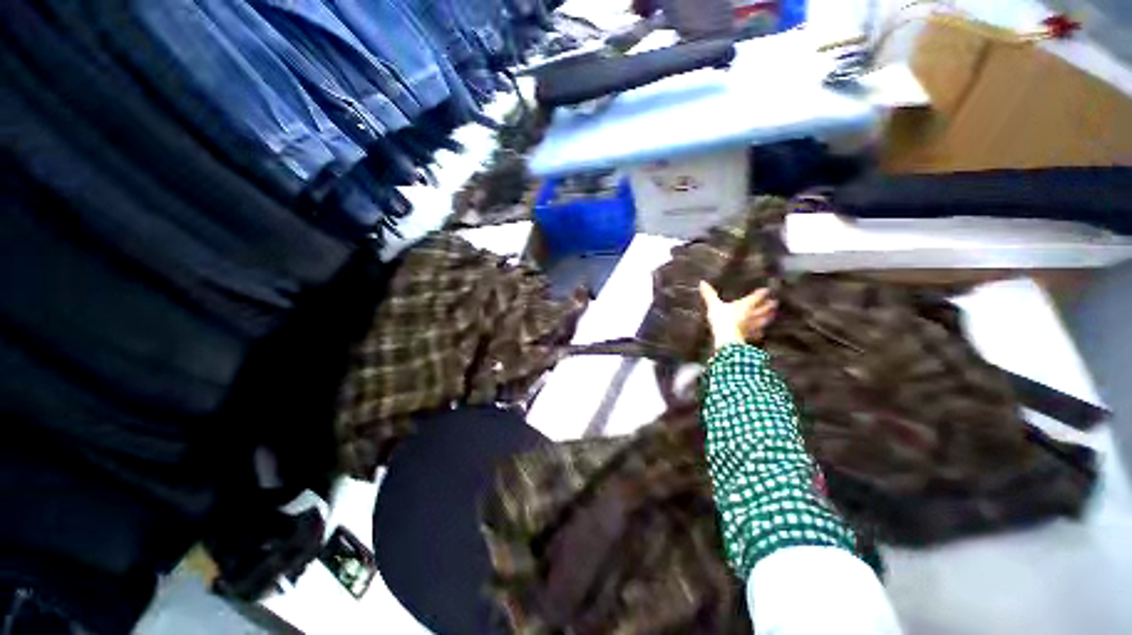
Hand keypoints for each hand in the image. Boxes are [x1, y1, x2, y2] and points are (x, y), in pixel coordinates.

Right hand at [699, 281, 777, 348]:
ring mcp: (753, 326)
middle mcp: (752, 314)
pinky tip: (760, 333)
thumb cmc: (722, 319)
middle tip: (775, 302)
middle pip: (764, 308)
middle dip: (769, 305)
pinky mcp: (750, 336)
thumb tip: (702, 282)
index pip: (756, 297)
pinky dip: (760, 332)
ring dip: (769, 317)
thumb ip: (709, 294)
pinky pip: (757, 333)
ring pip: (764, 320)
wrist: (728, 339)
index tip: (766, 290)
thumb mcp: (714, 305)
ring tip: (772, 315)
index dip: (762, 293)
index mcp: (745, 305)